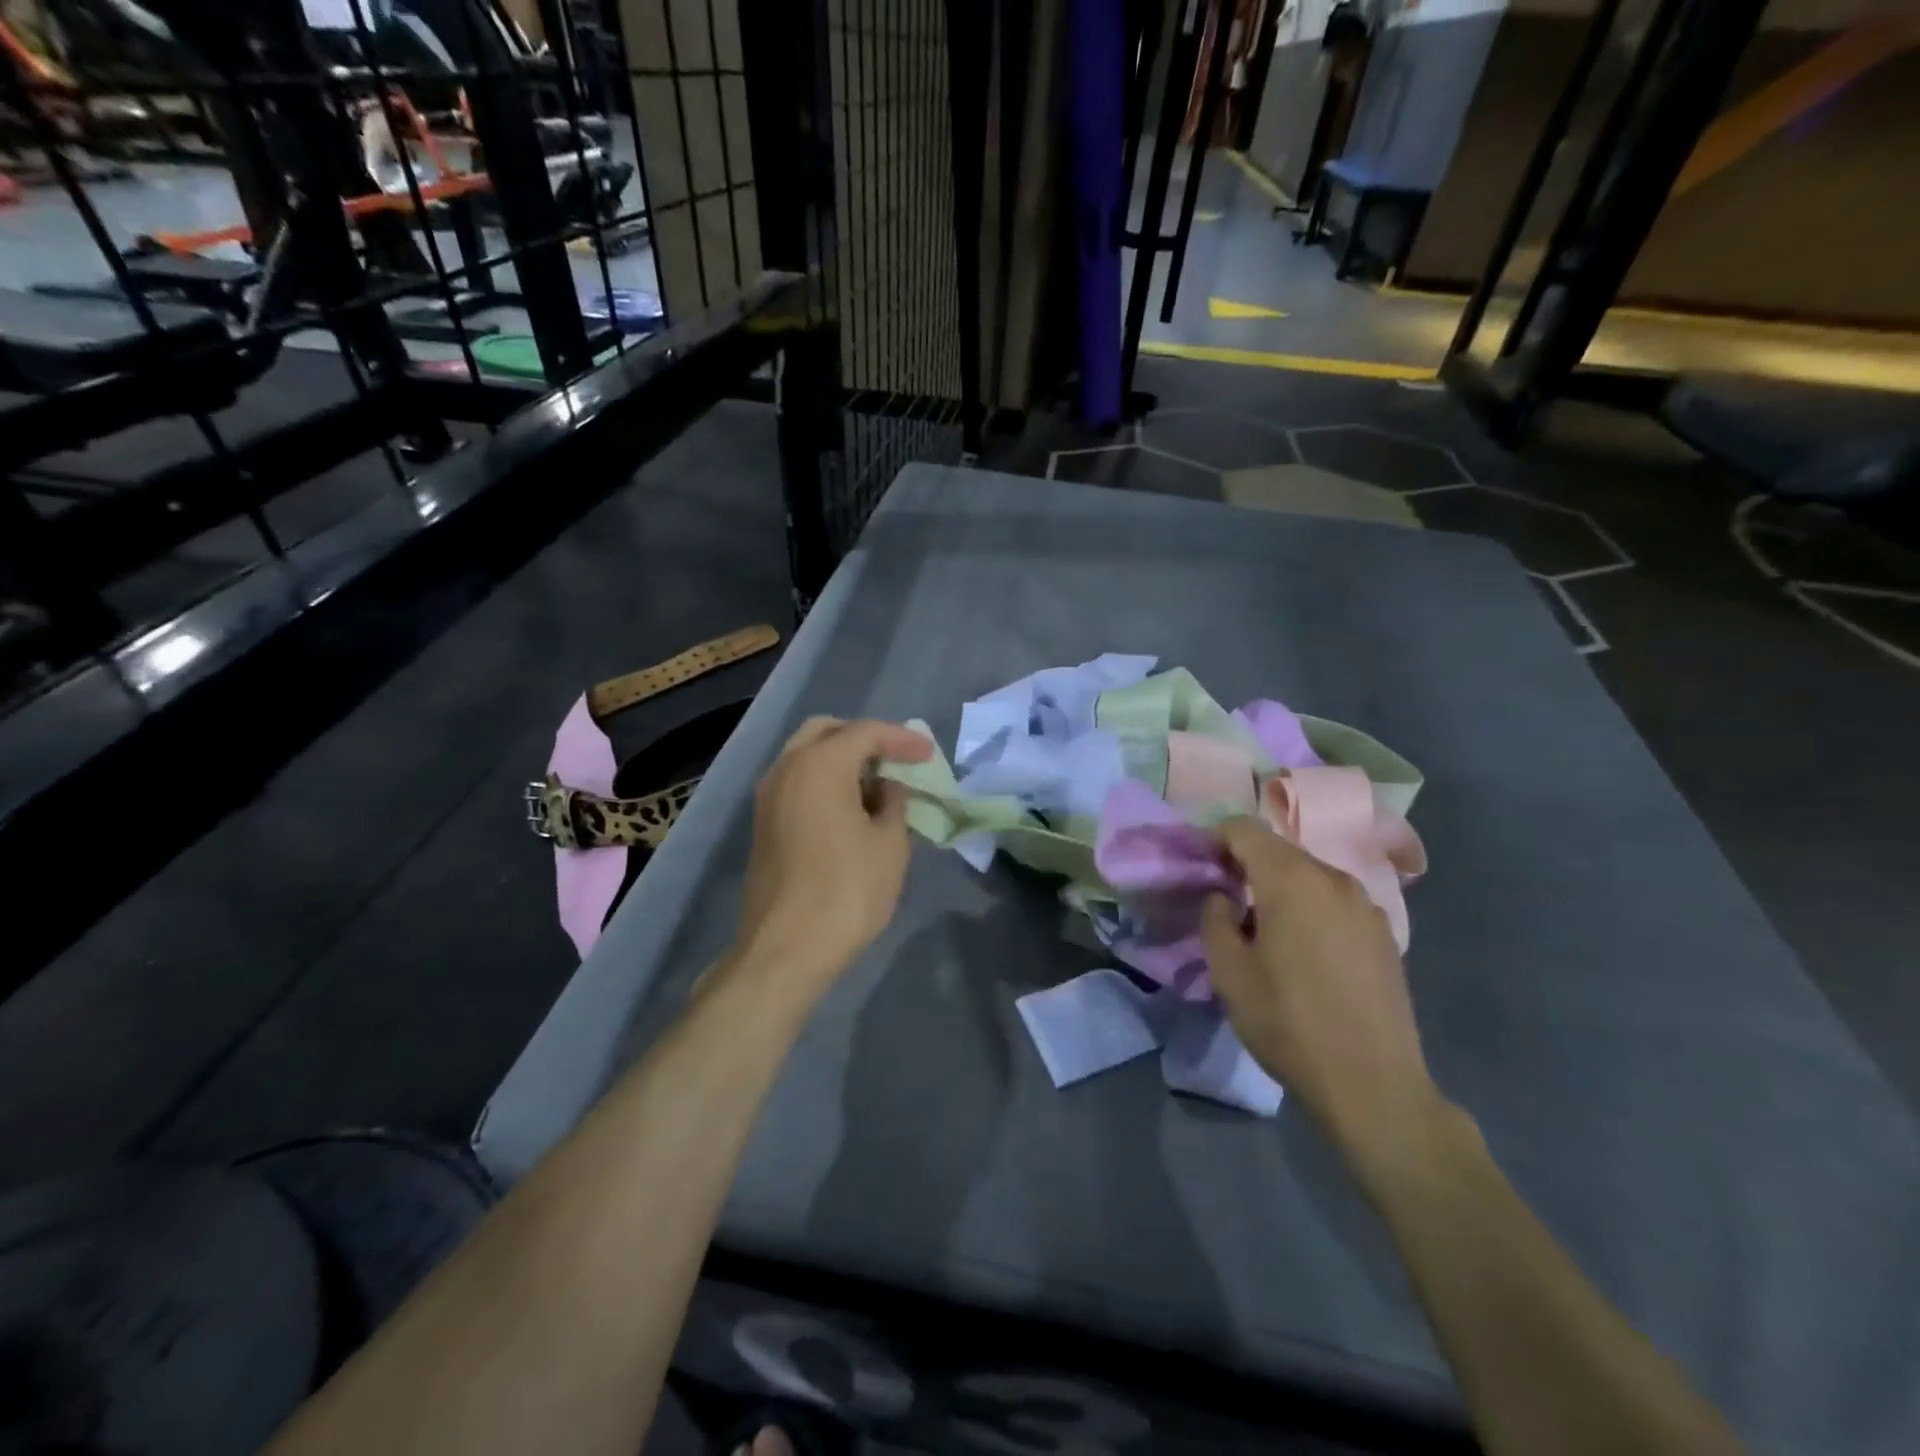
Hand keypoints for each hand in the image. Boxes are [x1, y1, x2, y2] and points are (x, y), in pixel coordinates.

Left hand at [734, 717, 932, 986]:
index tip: (929, 753)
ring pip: (806, 756)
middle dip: (864, 738)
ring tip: (877, 784)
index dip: (902, 739)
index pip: (866, 733)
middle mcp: (787, 768)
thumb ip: (894, 802)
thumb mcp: (889, 844)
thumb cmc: (847, 891)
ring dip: (841, 759)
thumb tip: (889, 786)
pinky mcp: (763, 823)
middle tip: (896, 758)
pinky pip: (796, 782)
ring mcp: (768, 796)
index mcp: (820, 765)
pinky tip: (849, 806)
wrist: (786, 948)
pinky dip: (824, 780)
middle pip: (827, 732)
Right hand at [1201, 816, 1446, 1161]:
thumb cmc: (1289, 1022)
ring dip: (1281, 890)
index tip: (1203, 870)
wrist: (1373, 1084)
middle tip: (1228, 904)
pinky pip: (1335, 902)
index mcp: (1292, 879)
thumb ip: (1215, 918)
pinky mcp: (1385, 933)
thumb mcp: (1229, 972)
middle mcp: (1334, 878)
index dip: (1216, 840)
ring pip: (1310, 876)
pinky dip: (1311, 909)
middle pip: (1280, 851)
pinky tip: (1306, 953)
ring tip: (1267, 933)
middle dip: (1248, 866)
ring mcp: (1366, 905)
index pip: (1244, 829)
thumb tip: (1224, 897)